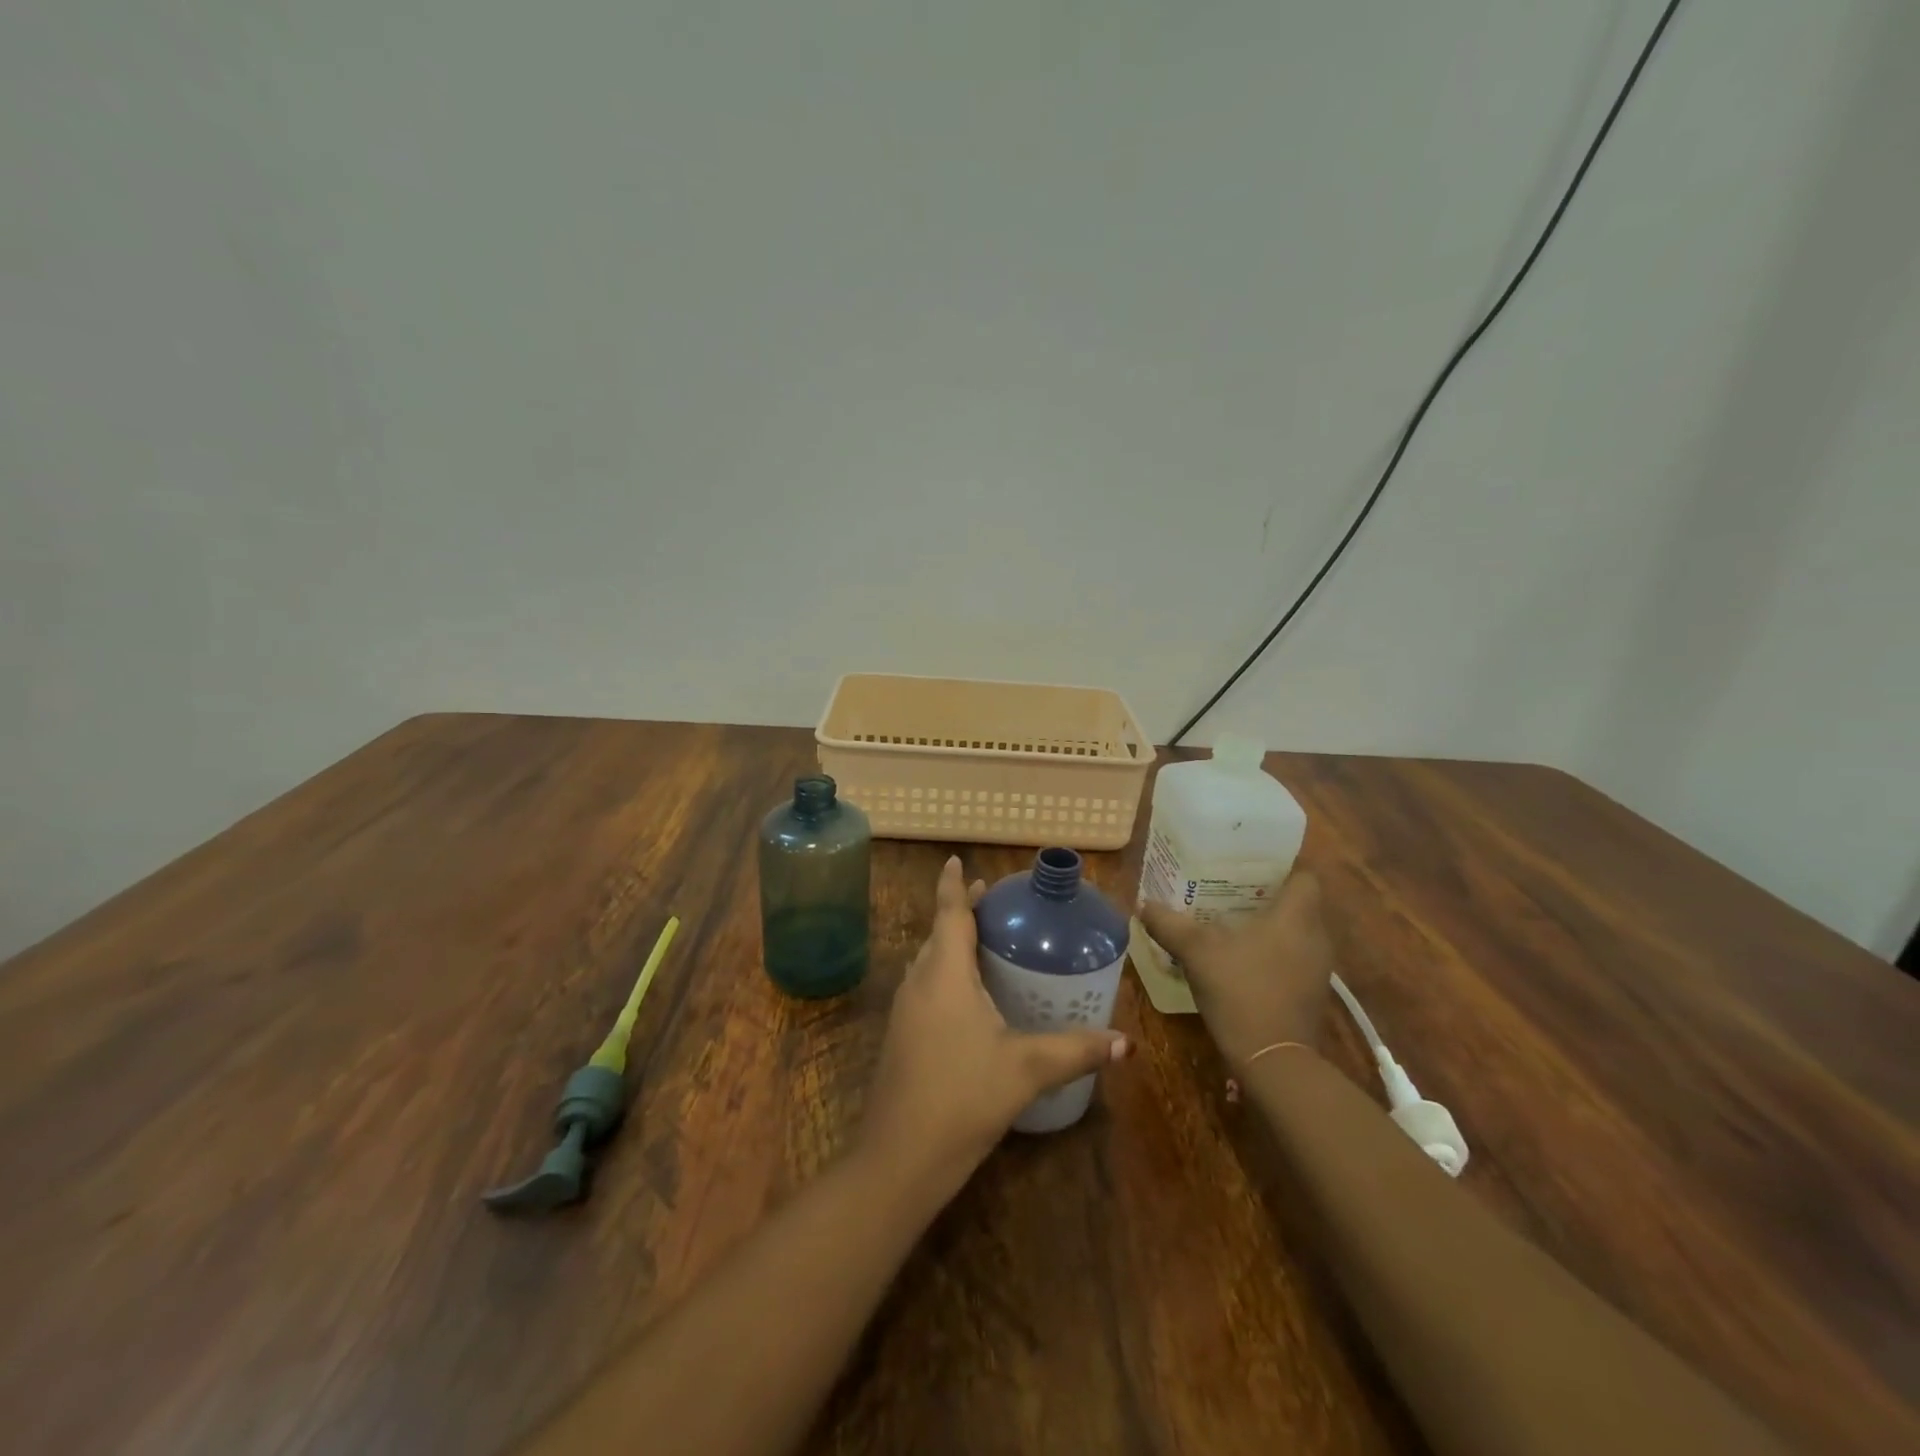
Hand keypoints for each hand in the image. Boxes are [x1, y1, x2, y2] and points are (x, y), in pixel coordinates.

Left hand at [856, 857, 1129, 1201]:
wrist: (899, 1158)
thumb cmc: (962, 1097)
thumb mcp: (1027, 1069)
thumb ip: (1077, 1050)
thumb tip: (1127, 1043)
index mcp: (944, 974)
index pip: (948, 913)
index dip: (953, 884)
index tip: (955, 860)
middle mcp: (919, 983)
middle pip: (938, 934)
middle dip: (960, 913)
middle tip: (994, 904)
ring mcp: (905, 1011)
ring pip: (929, 962)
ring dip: (952, 945)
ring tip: (987, 943)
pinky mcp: (902, 1037)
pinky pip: (926, 987)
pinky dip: (947, 975)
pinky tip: (971, 999)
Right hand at [1139, 872, 1334, 1071]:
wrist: (1273, 1060)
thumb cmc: (1241, 991)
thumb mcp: (1196, 952)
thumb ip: (1169, 924)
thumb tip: (1143, 904)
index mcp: (1297, 915)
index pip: (1304, 875)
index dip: (1280, 867)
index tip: (1248, 866)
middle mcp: (1316, 936)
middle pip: (1298, 903)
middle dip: (1267, 895)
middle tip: (1229, 890)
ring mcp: (1318, 968)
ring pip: (1296, 932)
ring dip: (1269, 926)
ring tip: (1230, 922)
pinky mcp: (1311, 994)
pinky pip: (1293, 958)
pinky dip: (1272, 953)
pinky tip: (1241, 959)